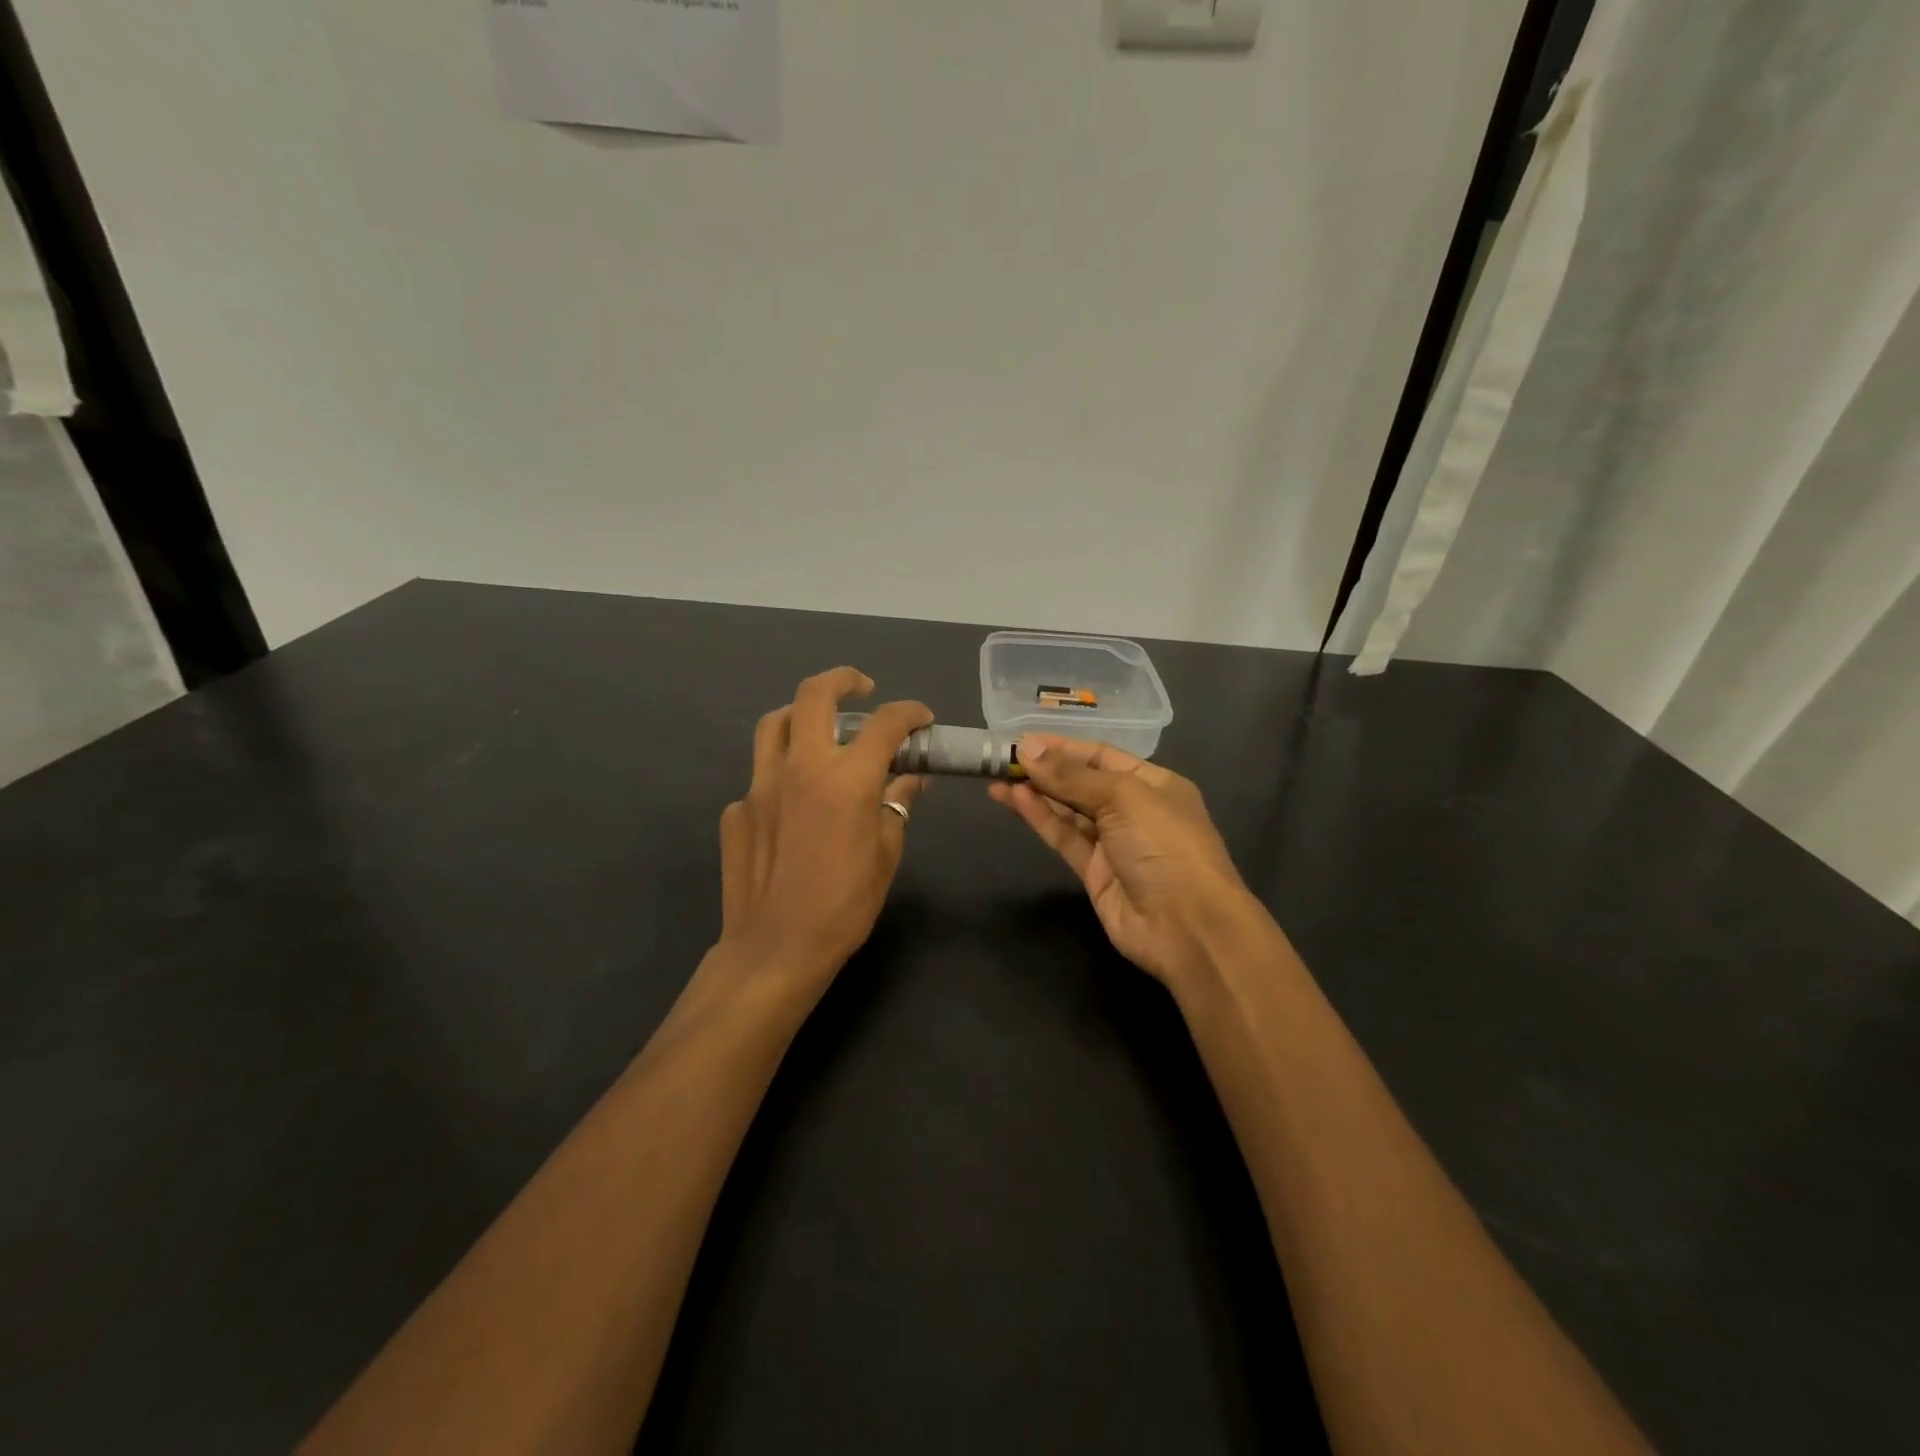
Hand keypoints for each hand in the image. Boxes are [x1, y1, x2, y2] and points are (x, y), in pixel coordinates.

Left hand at [718, 668, 931, 992]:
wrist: (776, 948)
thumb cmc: (845, 904)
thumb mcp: (887, 853)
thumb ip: (898, 805)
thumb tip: (909, 778)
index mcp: (847, 778)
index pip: (885, 724)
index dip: (910, 712)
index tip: (922, 718)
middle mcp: (801, 767)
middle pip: (814, 695)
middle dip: (843, 680)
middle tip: (862, 688)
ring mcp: (760, 785)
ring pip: (775, 724)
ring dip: (802, 714)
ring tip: (820, 728)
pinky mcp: (736, 810)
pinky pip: (761, 777)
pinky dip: (783, 776)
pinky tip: (794, 804)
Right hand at [989, 735, 1259, 986]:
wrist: (1187, 927)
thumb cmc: (1165, 846)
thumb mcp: (1123, 798)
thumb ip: (1071, 776)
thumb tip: (1028, 748)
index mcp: (1154, 783)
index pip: (1101, 756)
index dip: (1063, 748)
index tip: (1024, 741)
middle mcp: (1134, 810)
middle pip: (1082, 783)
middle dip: (1046, 770)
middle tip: (1003, 759)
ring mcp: (1114, 843)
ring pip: (1068, 811)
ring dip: (1036, 793)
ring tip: (998, 777)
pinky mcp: (1094, 873)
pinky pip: (1064, 837)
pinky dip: (1041, 818)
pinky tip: (1014, 799)